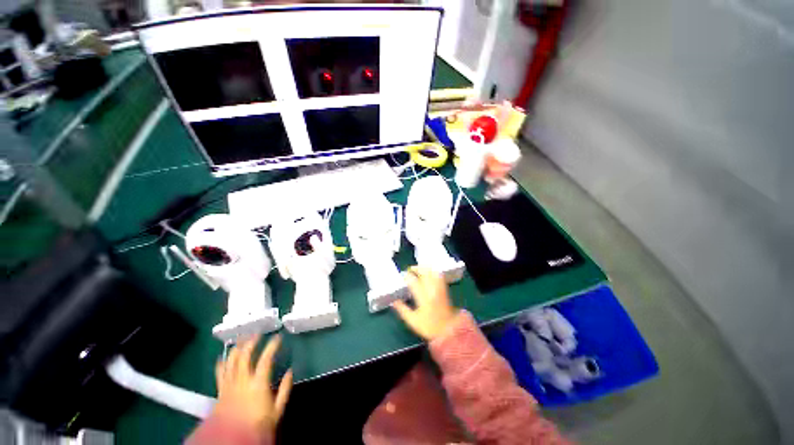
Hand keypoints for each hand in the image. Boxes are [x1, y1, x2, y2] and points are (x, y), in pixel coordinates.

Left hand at [213, 335, 292, 431]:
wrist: (234, 440)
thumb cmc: (259, 424)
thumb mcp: (277, 409)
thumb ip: (285, 389)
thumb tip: (290, 371)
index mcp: (258, 384)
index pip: (265, 359)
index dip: (272, 346)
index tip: (278, 337)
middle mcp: (242, 381)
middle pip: (244, 355)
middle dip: (251, 341)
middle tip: (258, 333)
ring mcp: (229, 385)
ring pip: (230, 361)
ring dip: (237, 348)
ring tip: (243, 339)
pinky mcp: (220, 391)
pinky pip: (219, 373)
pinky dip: (222, 362)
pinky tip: (225, 356)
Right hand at [392, 266, 458, 340]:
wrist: (449, 330)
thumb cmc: (429, 327)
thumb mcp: (413, 321)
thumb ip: (402, 310)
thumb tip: (394, 301)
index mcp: (423, 298)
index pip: (414, 282)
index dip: (407, 276)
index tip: (402, 274)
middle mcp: (432, 290)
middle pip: (425, 273)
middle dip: (416, 268)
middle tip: (409, 269)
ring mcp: (439, 289)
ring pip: (432, 272)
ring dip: (425, 268)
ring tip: (418, 268)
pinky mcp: (444, 289)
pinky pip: (439, 276)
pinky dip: (433, 272)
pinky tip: (429, 273)